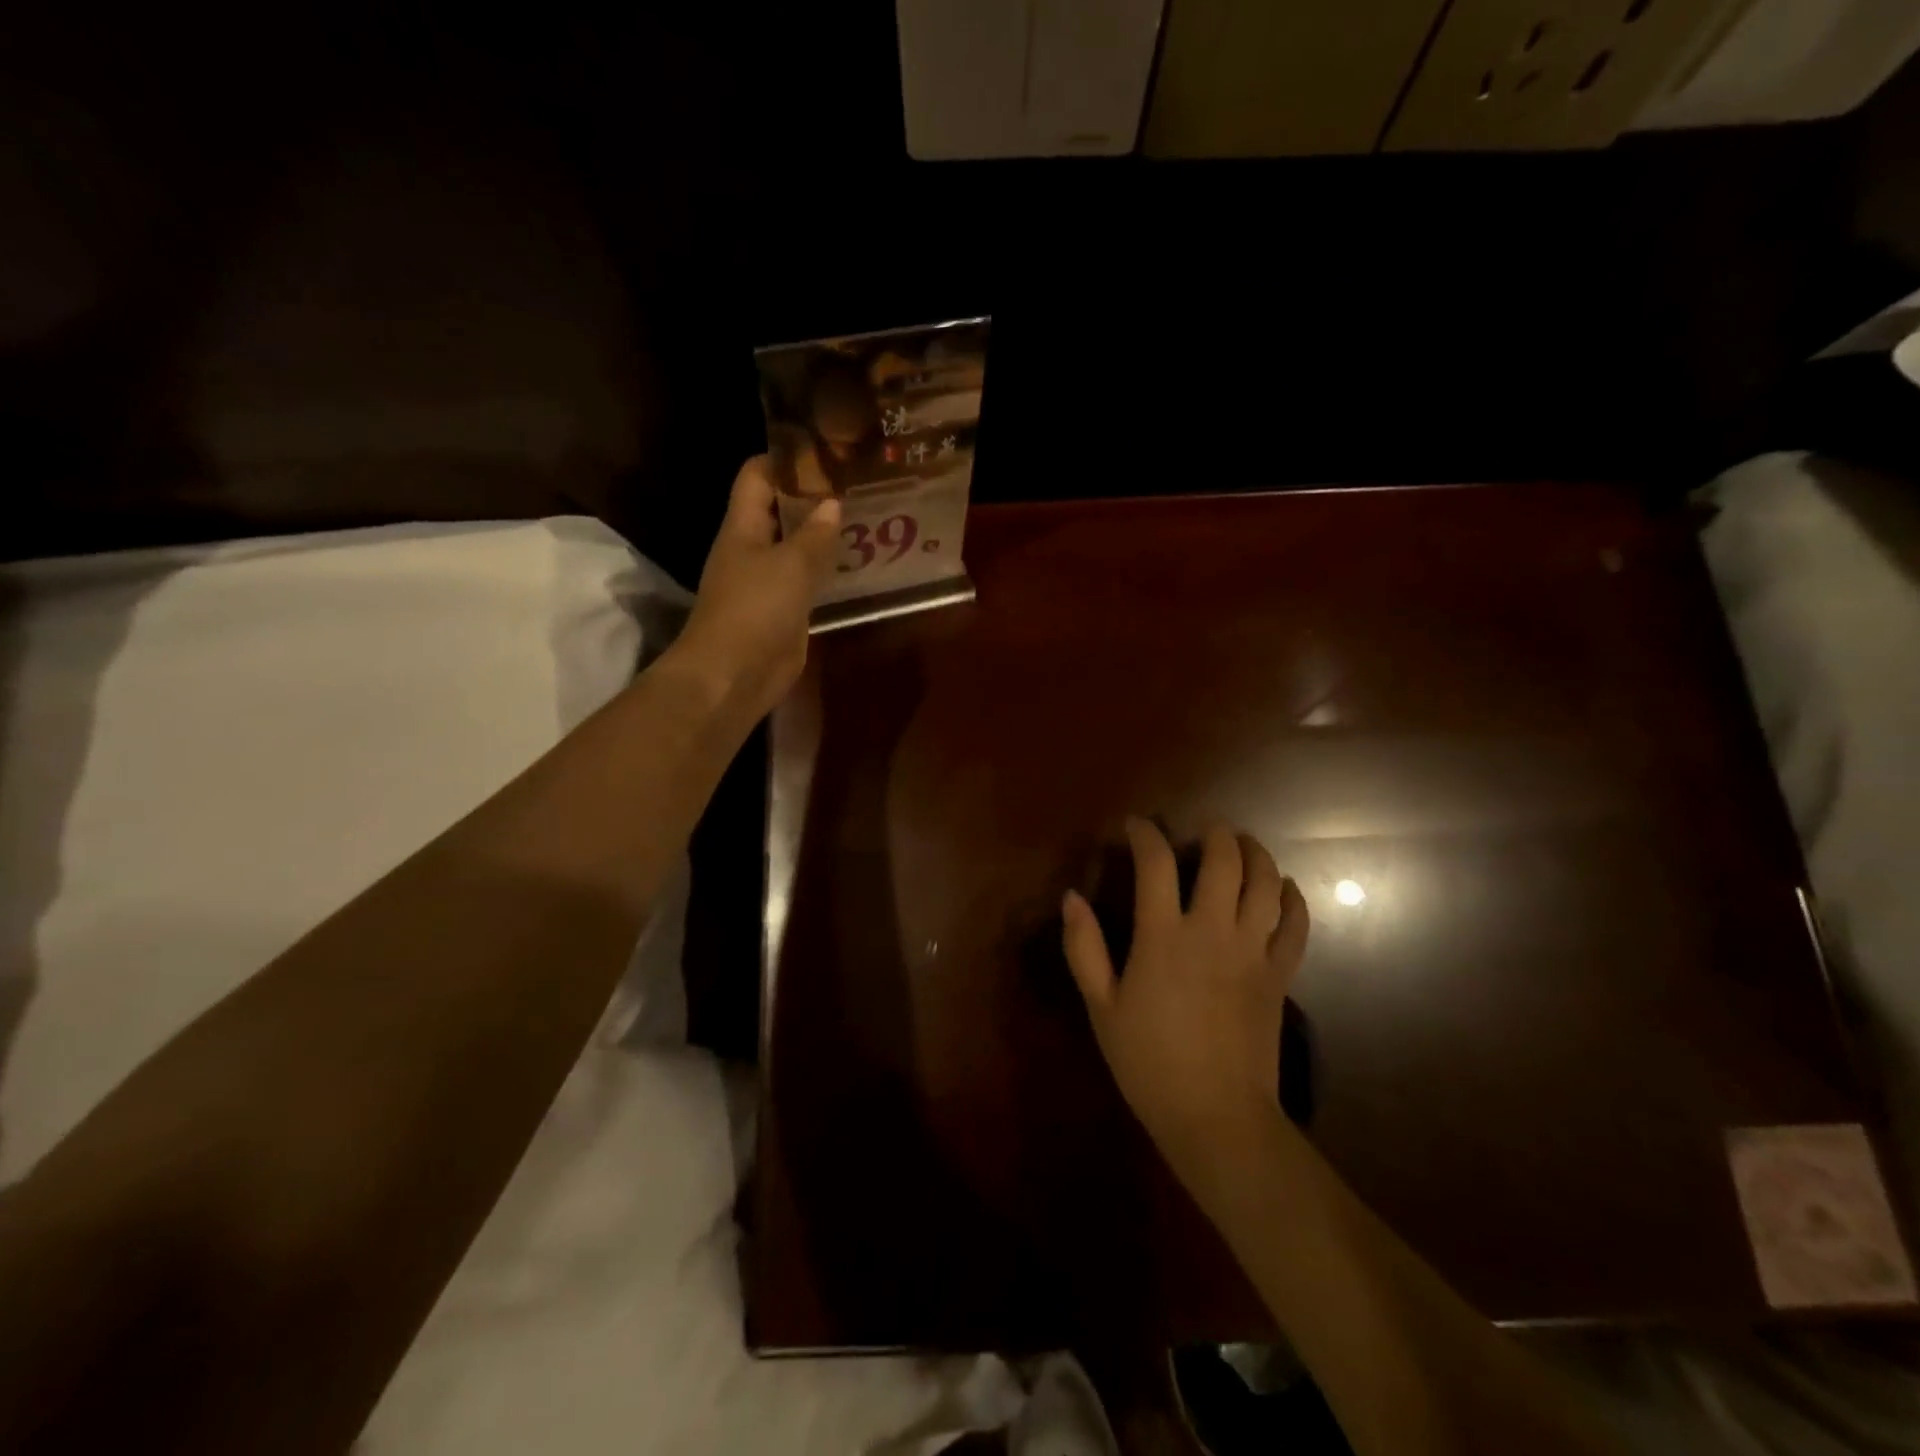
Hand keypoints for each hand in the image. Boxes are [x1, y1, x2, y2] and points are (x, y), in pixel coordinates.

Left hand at [672, 456, 840, 721]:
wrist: (735, 674)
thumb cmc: (755, 609)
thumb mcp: (790, 565)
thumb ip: (814, 534)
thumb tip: (832, 503)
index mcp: (742, 527)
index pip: (757, 476)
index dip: (785, 459)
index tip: (824, 449)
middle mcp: (752, 548)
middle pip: (779, 510)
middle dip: (812, 495)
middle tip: (857, 481)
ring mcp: (768, 581)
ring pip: (796, 546)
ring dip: (823, 533)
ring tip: (865, 514)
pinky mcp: (785, 610)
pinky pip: (807, 580)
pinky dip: (827, 568)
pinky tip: (857, 561)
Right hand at [1062, 818, 1308, 1172]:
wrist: (1216, 1115)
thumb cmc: (1148, 1061)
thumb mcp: (1101, 1006)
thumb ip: (1084, 948)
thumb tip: (1071, 897)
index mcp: (1163, 936)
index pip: (1156, 864)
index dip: (1145, 835)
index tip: (1136, 826)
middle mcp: (1212, 931)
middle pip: (1224, 861)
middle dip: (1216, 834)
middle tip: (1206, 828)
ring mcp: (1252, 951)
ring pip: (1267, 884)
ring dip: (1257, 855)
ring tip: (1246, 845)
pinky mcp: (1279, 975)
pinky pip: (1296, 925)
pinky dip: (1294, 899)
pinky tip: (1286, 889)